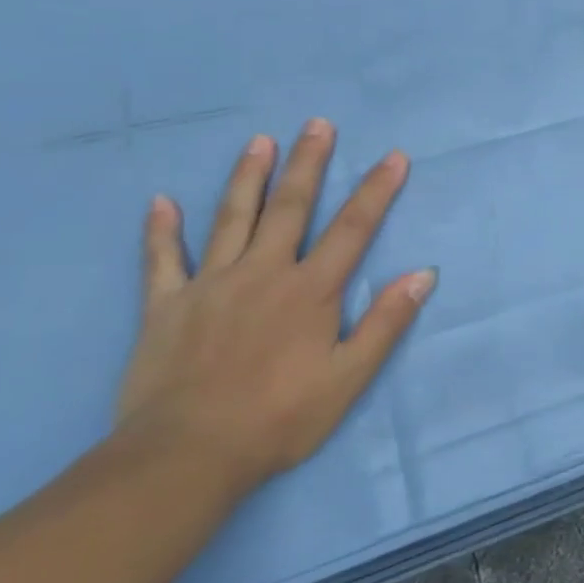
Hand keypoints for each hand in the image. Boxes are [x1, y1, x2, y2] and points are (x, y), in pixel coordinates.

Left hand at [117, 119, 434, 493]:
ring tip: (259, 141)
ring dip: (247, 176)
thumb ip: (386, 322)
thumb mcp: (349, 377)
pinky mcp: (166, 306)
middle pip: (290, 207)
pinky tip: (161, 202)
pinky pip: (162, 260)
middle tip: (317, 125)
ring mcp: (210, 285)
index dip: (376, 190)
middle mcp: (263, 273)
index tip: (394, 156)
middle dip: (308, 163)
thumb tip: (423, 274)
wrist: (184, 457)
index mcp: (311, 290)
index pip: (353, 228)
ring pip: (231, 218)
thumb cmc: (279, 418)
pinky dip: (161, 230)